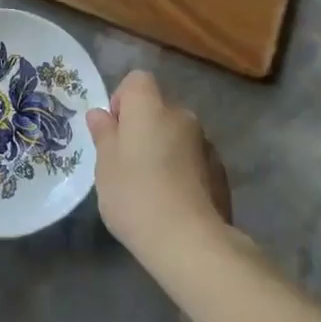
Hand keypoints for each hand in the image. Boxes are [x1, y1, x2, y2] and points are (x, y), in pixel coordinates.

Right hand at [85, 70, 232, 267]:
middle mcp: (181, 115)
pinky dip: (183, 170)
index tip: (114, 132)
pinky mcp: (220, 170)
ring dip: (164, 149)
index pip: (137, 81)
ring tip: (152, 188)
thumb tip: (100, 114)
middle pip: (158, 109)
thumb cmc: (136, 196)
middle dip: (143, 128)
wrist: (190, 240)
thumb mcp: (106, 166)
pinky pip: (193, 158)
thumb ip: (104, 135)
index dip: (123, 100)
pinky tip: (174, 201)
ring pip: (176, 135)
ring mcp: (205, 142)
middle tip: (127, 164)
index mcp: (150, 108)